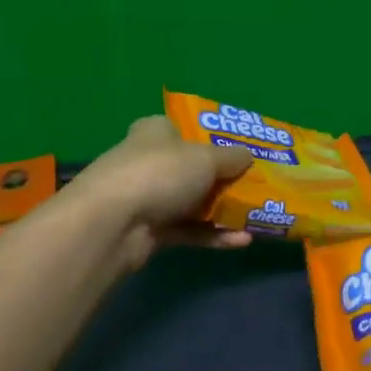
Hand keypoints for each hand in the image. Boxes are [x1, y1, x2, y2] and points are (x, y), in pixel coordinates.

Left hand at [65, 116, 256, 271]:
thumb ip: (231, 158)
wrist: (113, 223)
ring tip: (257, 217)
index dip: (210, 137)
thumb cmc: (160, 173)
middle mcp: (149, 161)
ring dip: (222, 211)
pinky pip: (189, 230)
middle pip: (192, 168)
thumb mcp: (205, 158)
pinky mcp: (149, 231)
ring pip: (192, 202)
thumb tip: (250, 155)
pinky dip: (213, 235)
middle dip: (223, 179)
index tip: (240, 150)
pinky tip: (242, 241)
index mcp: (156, 131)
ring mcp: (147, 197)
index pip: (182, 128)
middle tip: (257, 186)